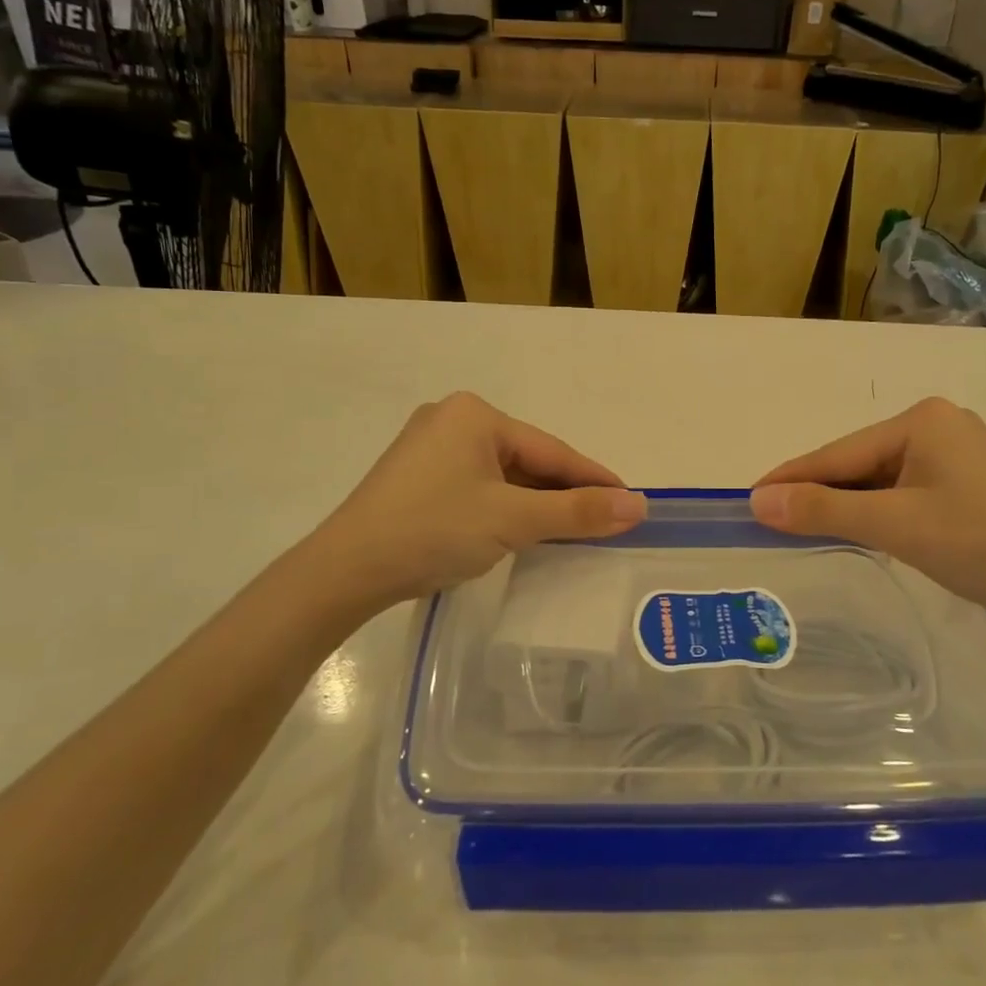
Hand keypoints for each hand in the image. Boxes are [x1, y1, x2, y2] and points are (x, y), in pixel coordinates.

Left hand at [318, 393, 645, 611]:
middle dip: (564, 492)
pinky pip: (478, 486)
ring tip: (572, 529)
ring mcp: (429, 448)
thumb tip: (639, 505)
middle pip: (527, 460)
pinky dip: (505, 507)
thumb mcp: (513, 520)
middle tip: (605, 520)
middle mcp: (452, 419)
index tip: (631, 501)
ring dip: (535, 502)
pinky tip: (522, 529)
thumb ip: (578, 511)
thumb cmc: (434, 531)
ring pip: (503, 475)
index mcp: (475, 415)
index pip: (552, 450)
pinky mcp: (416, 477)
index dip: (594, 478)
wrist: (345, 571)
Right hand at [749, 397, 985, 618]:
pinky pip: (904, 488)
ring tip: (805, 527)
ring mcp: (955, 450)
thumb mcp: (894, 526)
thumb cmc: (981, 543)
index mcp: (919, 420)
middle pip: (858, 462)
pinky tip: (861, 527)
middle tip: (772, 520)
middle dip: (818, 492)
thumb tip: (757, 499)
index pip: (837, 452)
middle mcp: (936, 424)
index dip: (790, 478)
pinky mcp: (967, 478)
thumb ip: (824, 510)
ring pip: (880, 477)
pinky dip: (877, 509)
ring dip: (847, 503)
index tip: (747, 498)